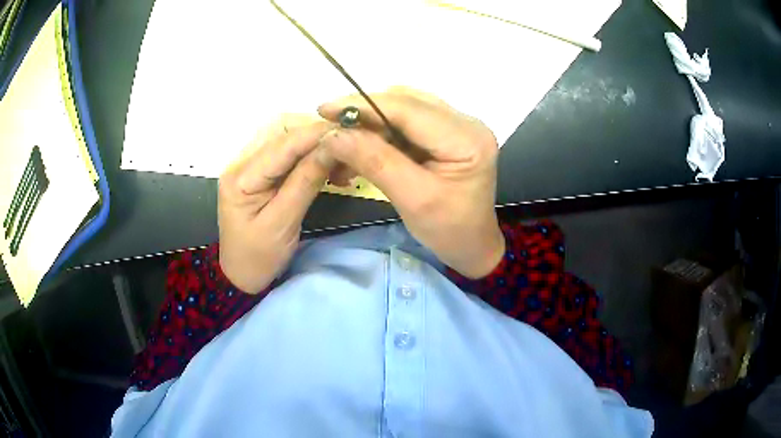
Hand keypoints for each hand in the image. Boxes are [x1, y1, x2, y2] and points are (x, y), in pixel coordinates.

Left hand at [218, 116, 334, 292]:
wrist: (241, 273)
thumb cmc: (259, 256)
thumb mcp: (283, 223)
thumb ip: (306, 181)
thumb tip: (334, 147)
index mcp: (241, 176)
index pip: (282, 143)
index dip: (316, 134)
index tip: (351, 134)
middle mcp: (242, 161)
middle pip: (282, 129)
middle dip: (317, 134)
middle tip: (348, 151)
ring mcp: (250, 163)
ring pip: (288, 135)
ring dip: (317, 142)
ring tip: (341, 163)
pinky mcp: (260, 169)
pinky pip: (288, 151)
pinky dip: (312, 154)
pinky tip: (329, 168)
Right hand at [318, 88, 504, 278]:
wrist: (472, 245)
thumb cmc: (449, 231)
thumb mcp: (412, 199)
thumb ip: (374, 162)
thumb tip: (333, 135)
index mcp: (466, 138)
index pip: (408, 109)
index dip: (363, 105)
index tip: (325, 109)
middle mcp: (466, 122)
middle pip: (405, 103)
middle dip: (364, 114)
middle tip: (330, 130)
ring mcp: (457, 124)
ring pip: (403, 109)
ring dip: (370, 124)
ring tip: (343, 144)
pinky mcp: (447, 132)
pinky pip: (407, 122)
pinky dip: (381, 133)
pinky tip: (363, 148)